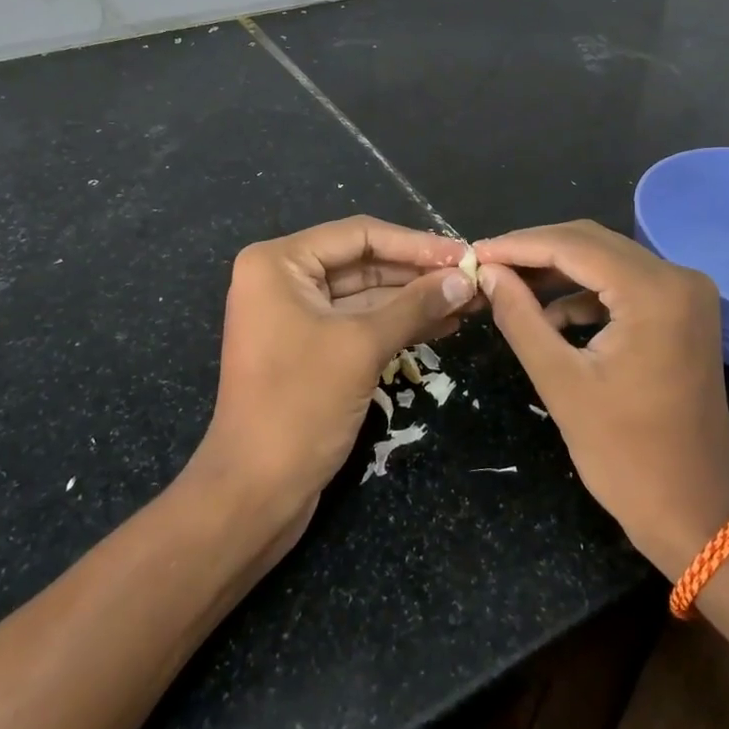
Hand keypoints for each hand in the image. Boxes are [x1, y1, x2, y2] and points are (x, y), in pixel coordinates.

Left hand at [196, 216, 476, 525]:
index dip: (415, 243)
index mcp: (279, 263)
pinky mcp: (310, 348)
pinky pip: (360, 323)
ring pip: (366, 294)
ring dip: (415, 298)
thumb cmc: (299, 406)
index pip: (359, 234)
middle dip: (418, 272)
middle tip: (473, 278)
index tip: (464, 254)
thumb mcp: (361, 347)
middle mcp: (283, 279)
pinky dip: (399, 323)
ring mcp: (295, 315)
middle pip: (363, 261)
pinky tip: (444, 323)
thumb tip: (465, 279)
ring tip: (470, 300)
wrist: (254, 493)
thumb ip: (414, 306)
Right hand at [475, 220, 728, 578]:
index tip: (472, 253)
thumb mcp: (560, 381)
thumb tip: (487, 272)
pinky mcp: (683, 312)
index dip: (517, 245)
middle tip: (485, 266)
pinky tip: (550, 315)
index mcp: (654, 292)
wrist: (694, 512)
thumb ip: (519, 317)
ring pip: (606, 259)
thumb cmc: (625, 454)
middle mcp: (678, 278)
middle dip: (535, 252)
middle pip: (592, 242)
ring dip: (557, 270)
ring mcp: (686, 294)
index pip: (573, 246)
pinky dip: (584, 292)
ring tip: (508, 286)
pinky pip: (623, 283)